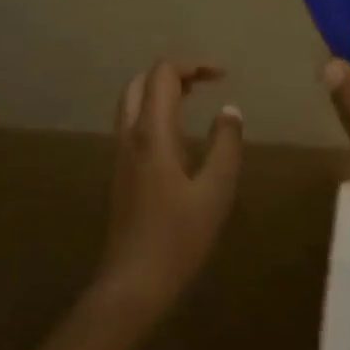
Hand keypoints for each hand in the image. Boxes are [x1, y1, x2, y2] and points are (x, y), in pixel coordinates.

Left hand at [93, 61, 244, 332]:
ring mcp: (120, 155)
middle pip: (139, 82)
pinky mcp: (120, 173)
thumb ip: (226, 144)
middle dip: (171, 74)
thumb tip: (229, 110)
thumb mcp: (216, 190)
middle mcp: (130, 136)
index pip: (162, 75)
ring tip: (193, 101)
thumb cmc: (178, 237)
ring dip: (159, 92)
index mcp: (152, 133)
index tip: (221, 77)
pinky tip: (178, 136)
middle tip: (203, 84)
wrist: (133, 284)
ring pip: (132, 103)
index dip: (192, 66)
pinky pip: (132, 125)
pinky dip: (153, 112)